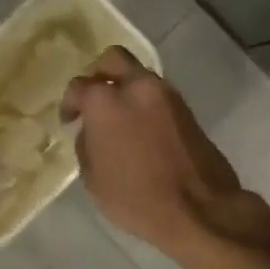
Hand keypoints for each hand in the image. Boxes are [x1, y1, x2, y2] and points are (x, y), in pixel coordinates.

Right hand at [61, 46, 248, 254]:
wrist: (199, 209)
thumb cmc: (137, 198)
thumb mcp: (94, 179)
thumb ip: (86, 145)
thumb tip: (91, 131)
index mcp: (106, 101)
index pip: (79, 86)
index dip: (69, 103)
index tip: (70, 120)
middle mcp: (136, 87)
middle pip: (113, 59)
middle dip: (98, 74)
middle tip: (93, 98)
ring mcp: (166, 94)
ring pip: (138, 74)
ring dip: (124, 87)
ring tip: (118, 117)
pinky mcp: (186, 108)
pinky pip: (156, 93)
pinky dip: (143, 101)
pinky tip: (139, 127)